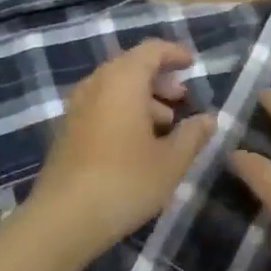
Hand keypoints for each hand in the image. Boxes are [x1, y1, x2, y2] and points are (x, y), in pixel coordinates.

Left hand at [29, 39, 215, 261]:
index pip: (151, 50)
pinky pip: (101, 104)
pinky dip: (123, 110)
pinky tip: (138, 142)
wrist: (62, 219)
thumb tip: (209, 119)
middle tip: (183, 98)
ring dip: (142, 97)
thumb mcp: (171, 161)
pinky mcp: (67, 129)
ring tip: (165, 124)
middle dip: (160, 78)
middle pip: (132, 66)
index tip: (192, 65)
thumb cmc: (125, 182)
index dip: (174, 54)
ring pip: (115, 87)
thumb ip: (192, 135)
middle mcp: (97, 84)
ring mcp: (77, 106)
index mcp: (123, 80)